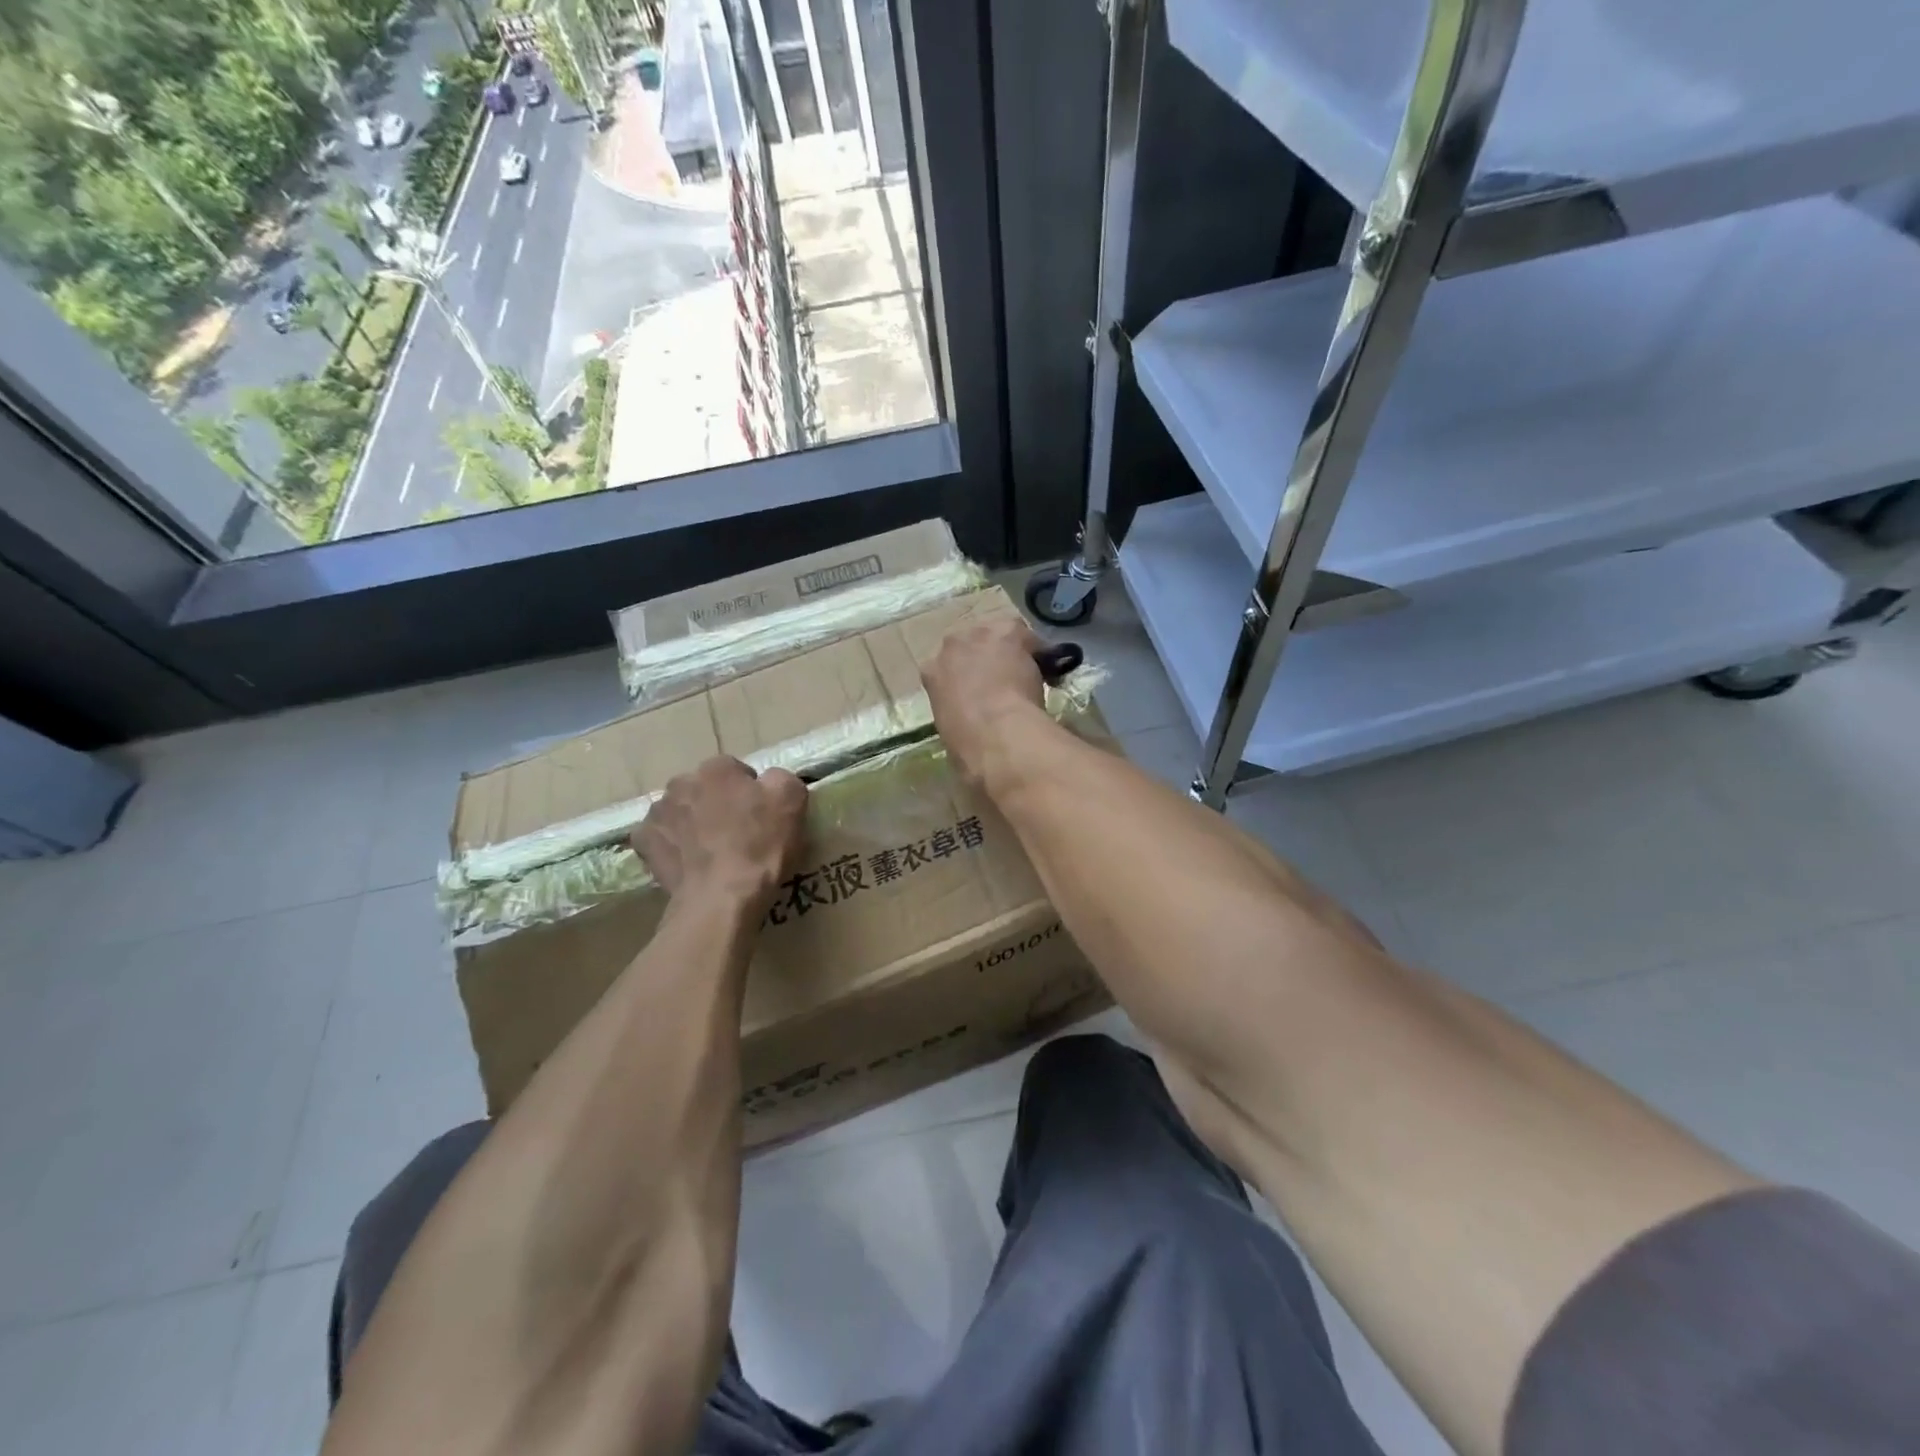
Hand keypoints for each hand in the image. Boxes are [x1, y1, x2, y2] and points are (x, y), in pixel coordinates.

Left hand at [634, 757, 807, 909]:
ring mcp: (657, 813)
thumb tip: (768, 780)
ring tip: (711, 852)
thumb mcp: (792, 799)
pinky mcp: (643, 843)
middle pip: (704, 788)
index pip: (735, 771)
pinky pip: (660, 837)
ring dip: (692, 822)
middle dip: (717, 804)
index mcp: (716, 768)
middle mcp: (681, 782)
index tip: (760, 816)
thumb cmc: (761, 846)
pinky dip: (672, 845)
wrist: (722, 898)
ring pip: (680, 811)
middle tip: (736, 833)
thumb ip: (779, 778)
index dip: (750, 792)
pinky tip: (688, 862)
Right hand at [922, 616, 1047, 786]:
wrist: (995, 732)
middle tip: (1004, 679)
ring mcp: (979, 634)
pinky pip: (1024, 635)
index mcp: (930, 672)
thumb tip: (971, 725)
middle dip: (984, 656)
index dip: (966, 678)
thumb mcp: (950, 730)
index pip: (947, 667)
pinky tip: (1047, 669)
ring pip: (998, 634)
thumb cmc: (968, 744)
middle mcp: (950, 645)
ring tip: (1027, 673)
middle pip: (970, 643)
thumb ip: (957, 715)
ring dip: (1010, 649)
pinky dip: (1036, 649)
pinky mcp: (1008, 630)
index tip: (980, 692)